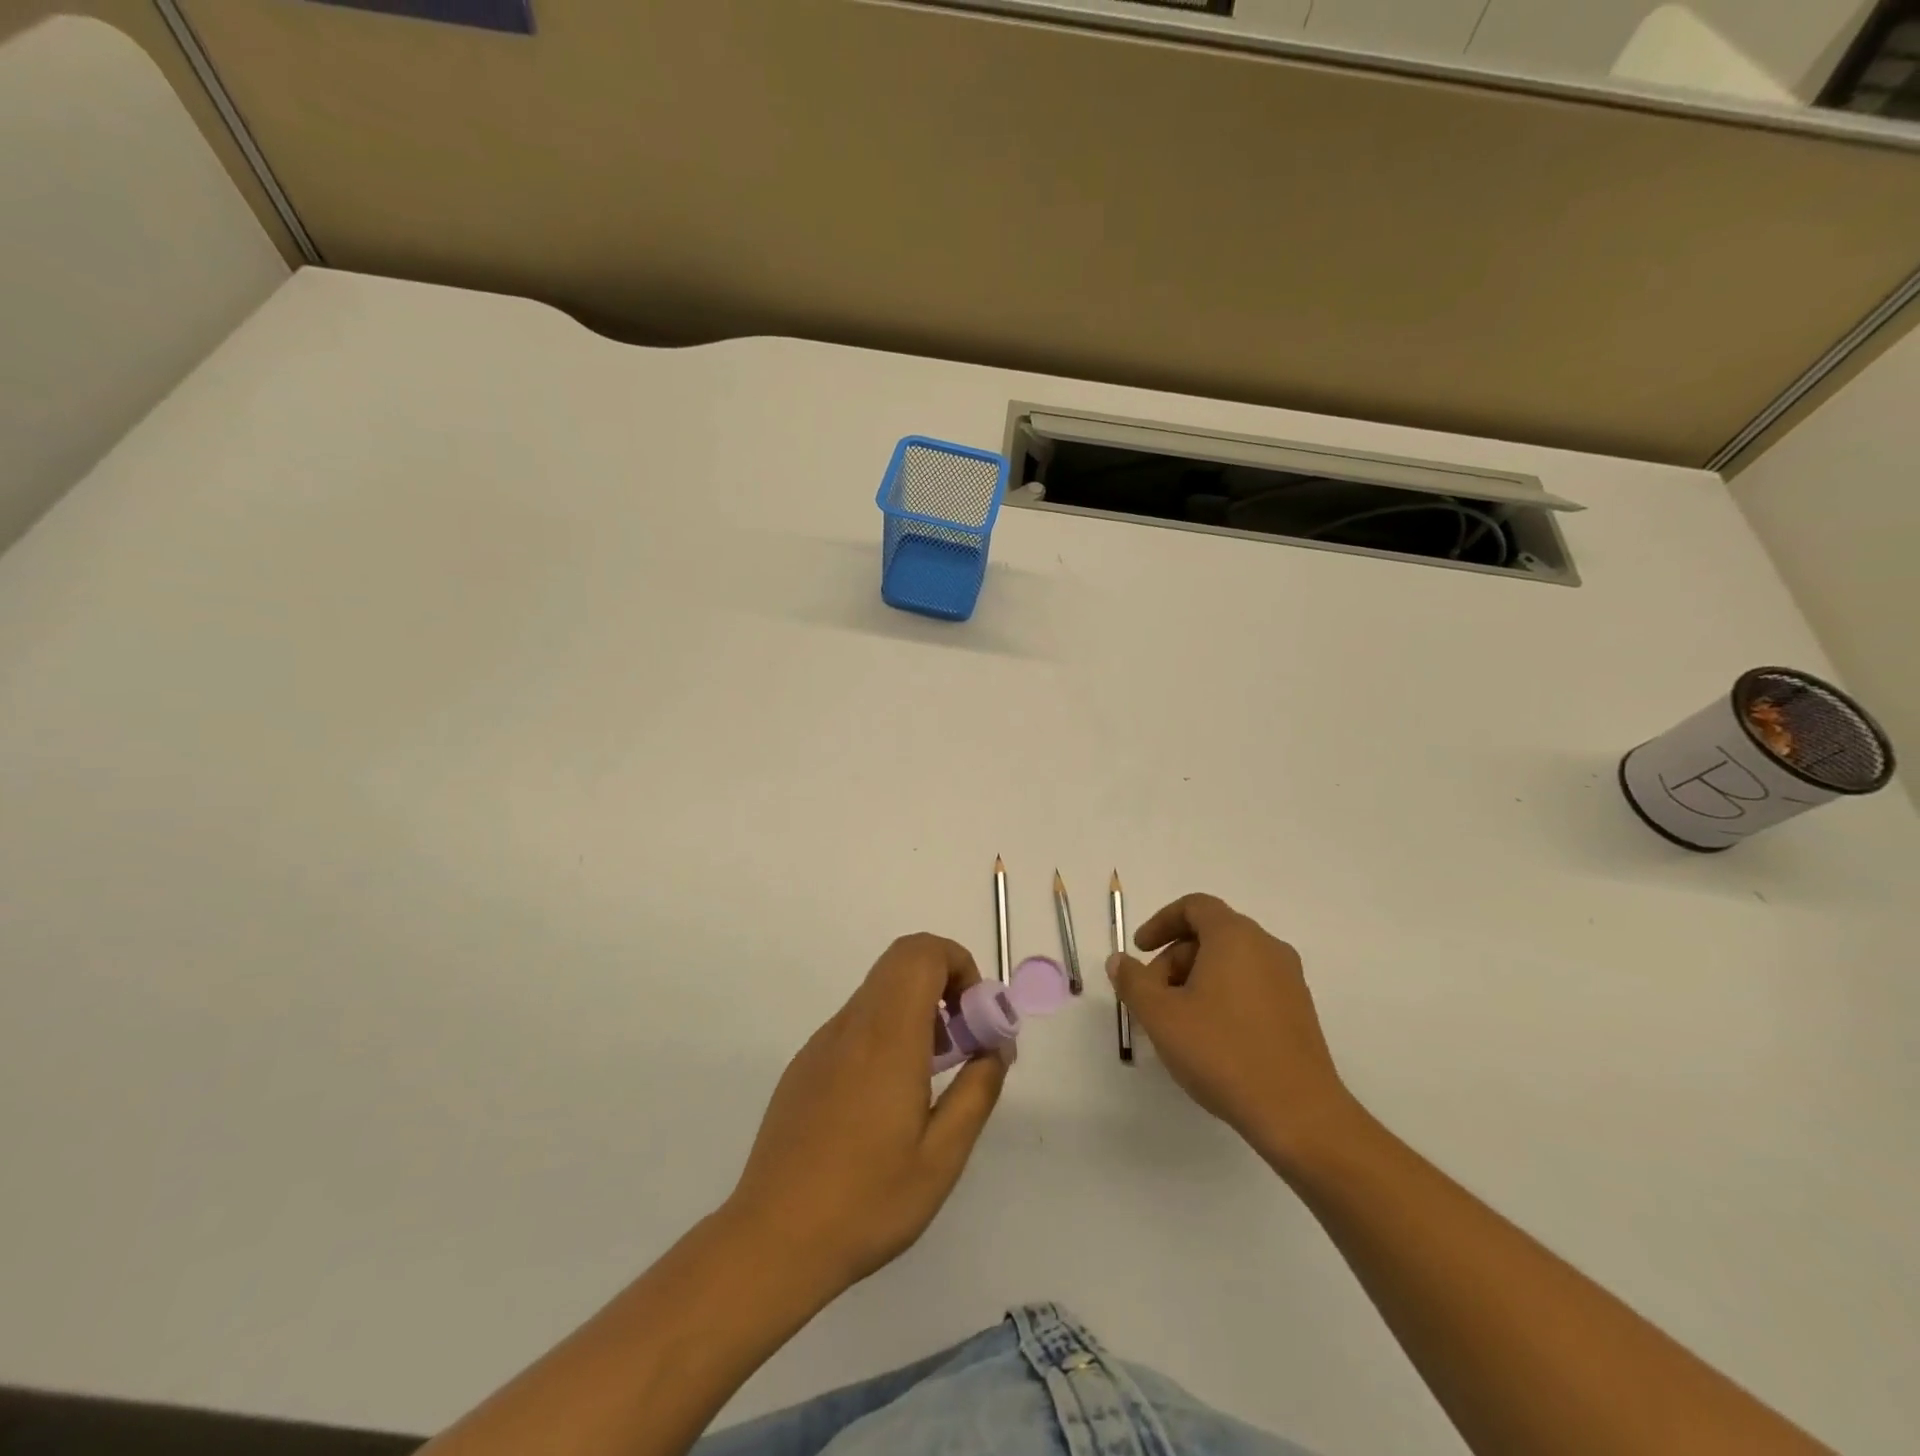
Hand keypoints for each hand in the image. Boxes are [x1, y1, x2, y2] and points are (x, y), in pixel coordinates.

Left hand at [726, 934, 1008, 1294]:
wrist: (772, 1241)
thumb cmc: (866, 1201)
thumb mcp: (942, 1158)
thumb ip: (977, 1092)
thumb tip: (995, 1048)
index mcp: (887, 1037)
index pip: (920, 953)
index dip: (958, 964)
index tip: (977, 1015)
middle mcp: (852, 1026)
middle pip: (900, 962)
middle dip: (943, 983)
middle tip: (963, 1041)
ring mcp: (823, 1043)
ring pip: (879, 992)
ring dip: (917, 1010)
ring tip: (933, 1077)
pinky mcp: (806, 1066)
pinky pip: (857, 1024)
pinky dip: (888, 1032)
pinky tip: (890, 1099)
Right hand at [1109, 893, 1355, 1170]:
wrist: (1298, 1114)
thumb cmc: (1222, 1052)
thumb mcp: (1161, 1015)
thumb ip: (1133, 981)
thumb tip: (1119, 961)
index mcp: (1235, 936)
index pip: (1194, 906)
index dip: (1161, 922)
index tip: (1140, 950)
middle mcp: (1267, 948)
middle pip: (1211, 934)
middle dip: (1174, 959)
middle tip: (1153, 997)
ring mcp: (1289, 980)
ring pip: (1231, 962)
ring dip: (1196, 980)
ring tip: (1177, 1022)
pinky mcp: (1299, 1011)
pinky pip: (1251, 986)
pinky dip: (1223, 996)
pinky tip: (1209, 1037)